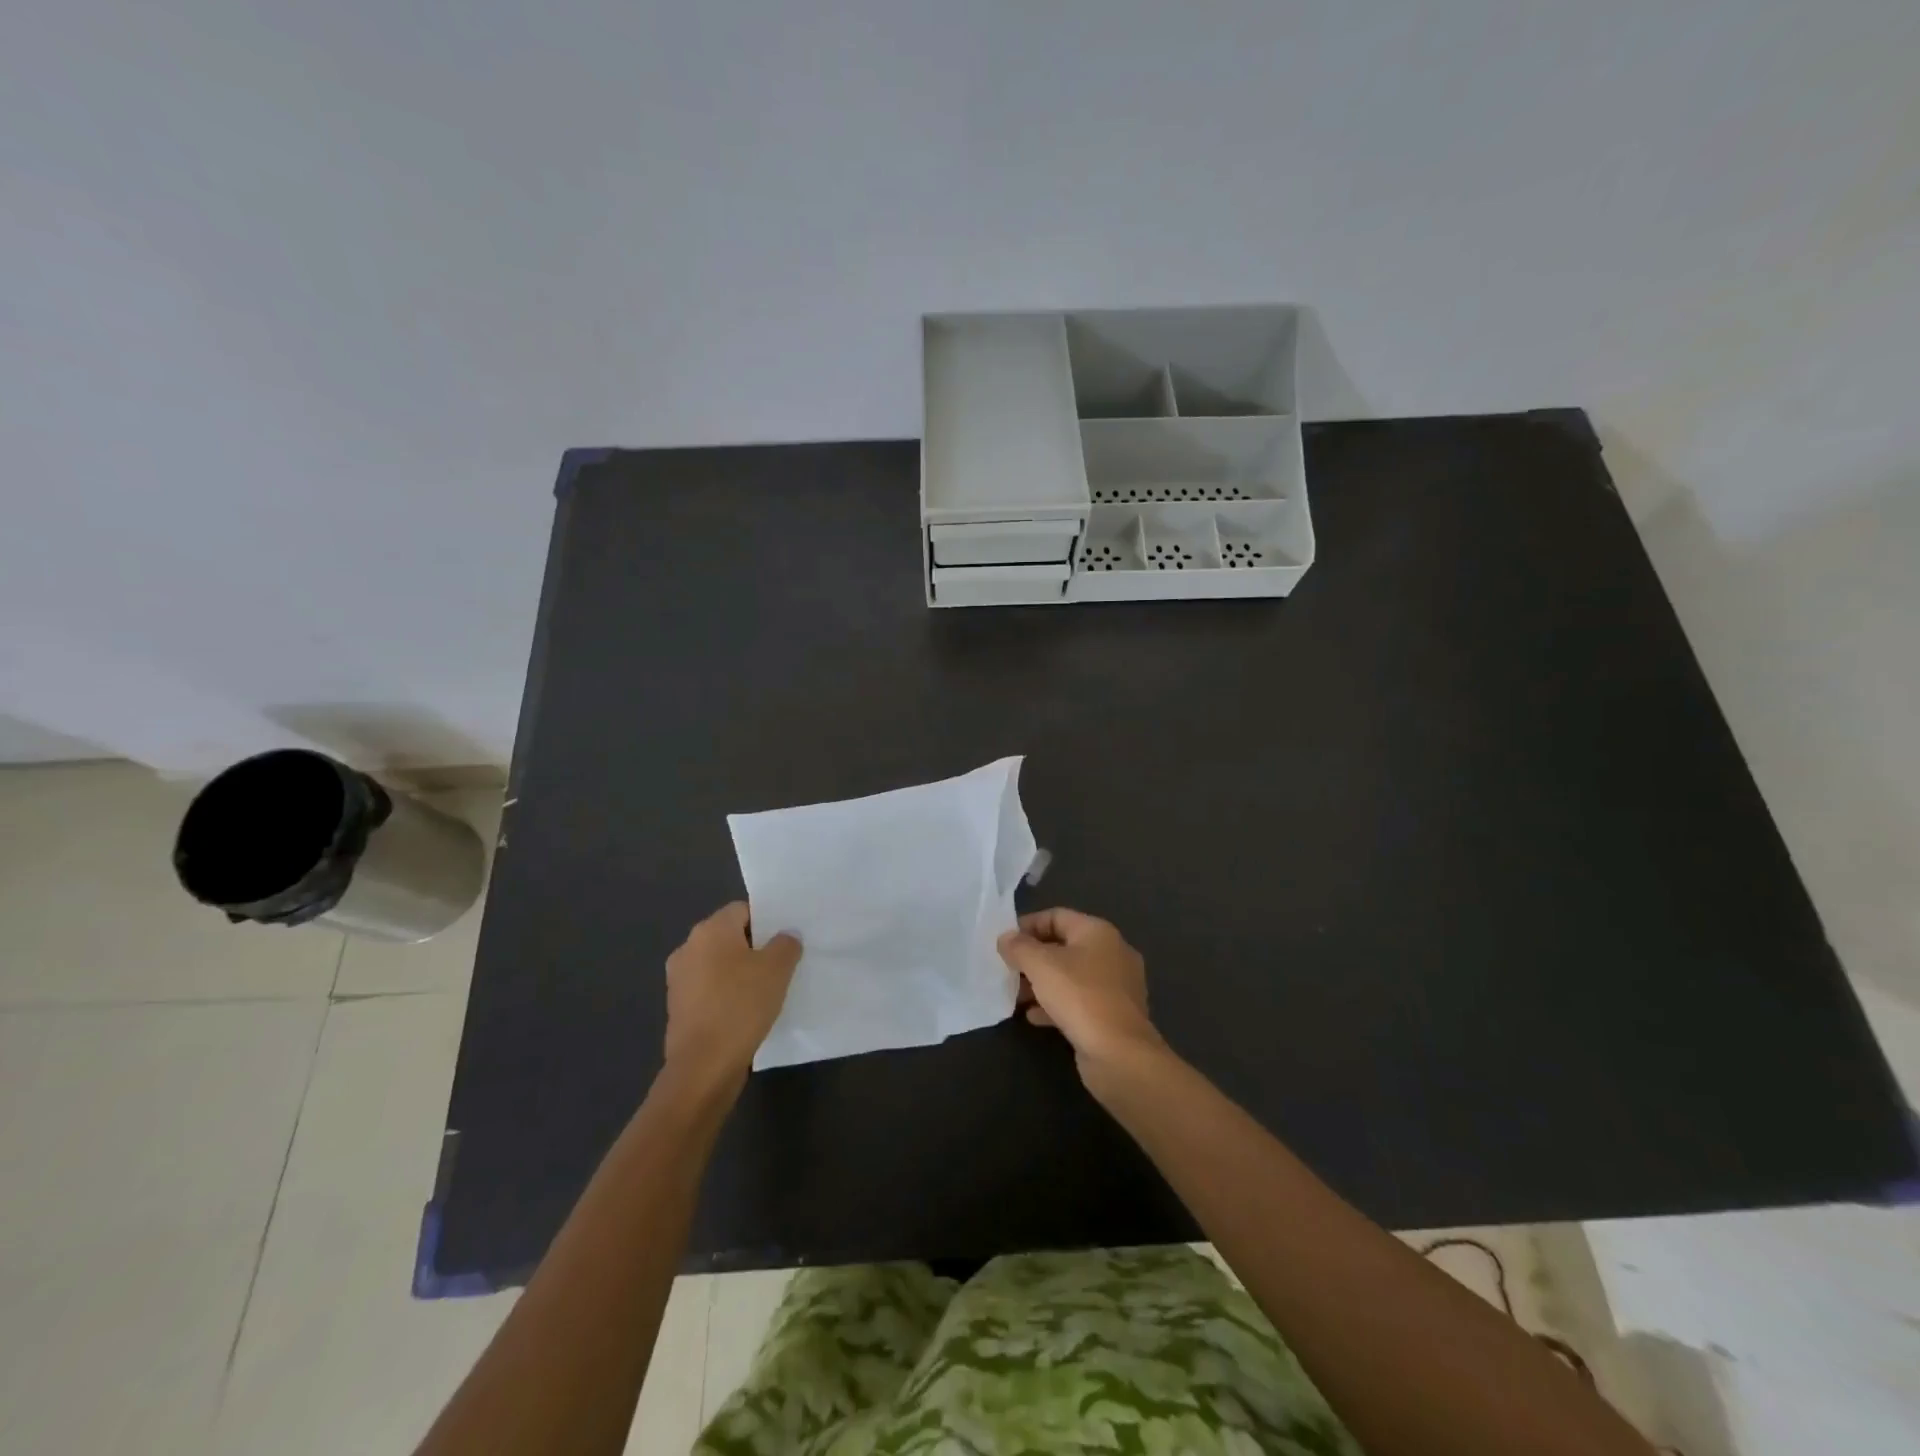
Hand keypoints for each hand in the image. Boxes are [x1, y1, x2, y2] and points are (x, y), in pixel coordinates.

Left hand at [664, 903, 800, 1082]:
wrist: (703, 1066)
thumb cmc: (741, 1006)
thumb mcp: (777, 969)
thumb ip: (786, 944)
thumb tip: (786, 935)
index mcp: (710, 930)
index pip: (743, 910)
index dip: (767, 921)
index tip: (785, 941)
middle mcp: (688, 947)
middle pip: (729, 936)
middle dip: (754, 947)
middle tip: (781, 963)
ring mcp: (679, 979)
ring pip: (718, 964)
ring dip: (739, 972)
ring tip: (766, 989)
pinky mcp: (678, 1007)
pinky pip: (709, 989)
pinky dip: (726, 994)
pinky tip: (746, 1011)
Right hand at [997, 908, 1163, 1076]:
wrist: (1120, 1054)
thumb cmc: (1080, 997)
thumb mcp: (1041, 965)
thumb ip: (1019, 947)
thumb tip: (1006, 938)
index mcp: (1098, 932)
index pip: (1057, 916)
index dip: (1028, 925)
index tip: (1004, 942)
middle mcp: (1112, 953)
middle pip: (1064, 946)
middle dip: (1033, 957)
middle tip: (1008, 970)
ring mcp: (1116, 986)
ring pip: (1071, 976)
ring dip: (1042, 983)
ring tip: (1016, 995)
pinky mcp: (1113, 1015)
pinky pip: (1079, 1001)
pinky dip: (1056, 1005)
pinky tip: (1034, 1017)